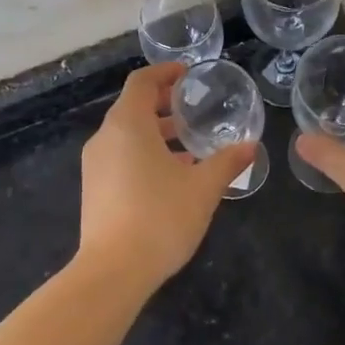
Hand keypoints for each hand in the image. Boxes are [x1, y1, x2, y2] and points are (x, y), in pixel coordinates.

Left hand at [77, 63, 256, 289]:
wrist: (113, 271)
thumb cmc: (161, 217)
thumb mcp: (203, 188)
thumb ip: (226, 162)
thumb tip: (250, 146)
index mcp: (128, 125)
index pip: (142, 82)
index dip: (164, 73)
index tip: (187, 74)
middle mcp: (105, 138)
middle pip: (132, 108)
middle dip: (163, 105)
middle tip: (193, 109)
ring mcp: (95, 165)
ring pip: (126, 135)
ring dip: (155, 133)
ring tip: (188, 145)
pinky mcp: (94, 189)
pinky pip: (119, 157)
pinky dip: (143, 154)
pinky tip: (170, 176)